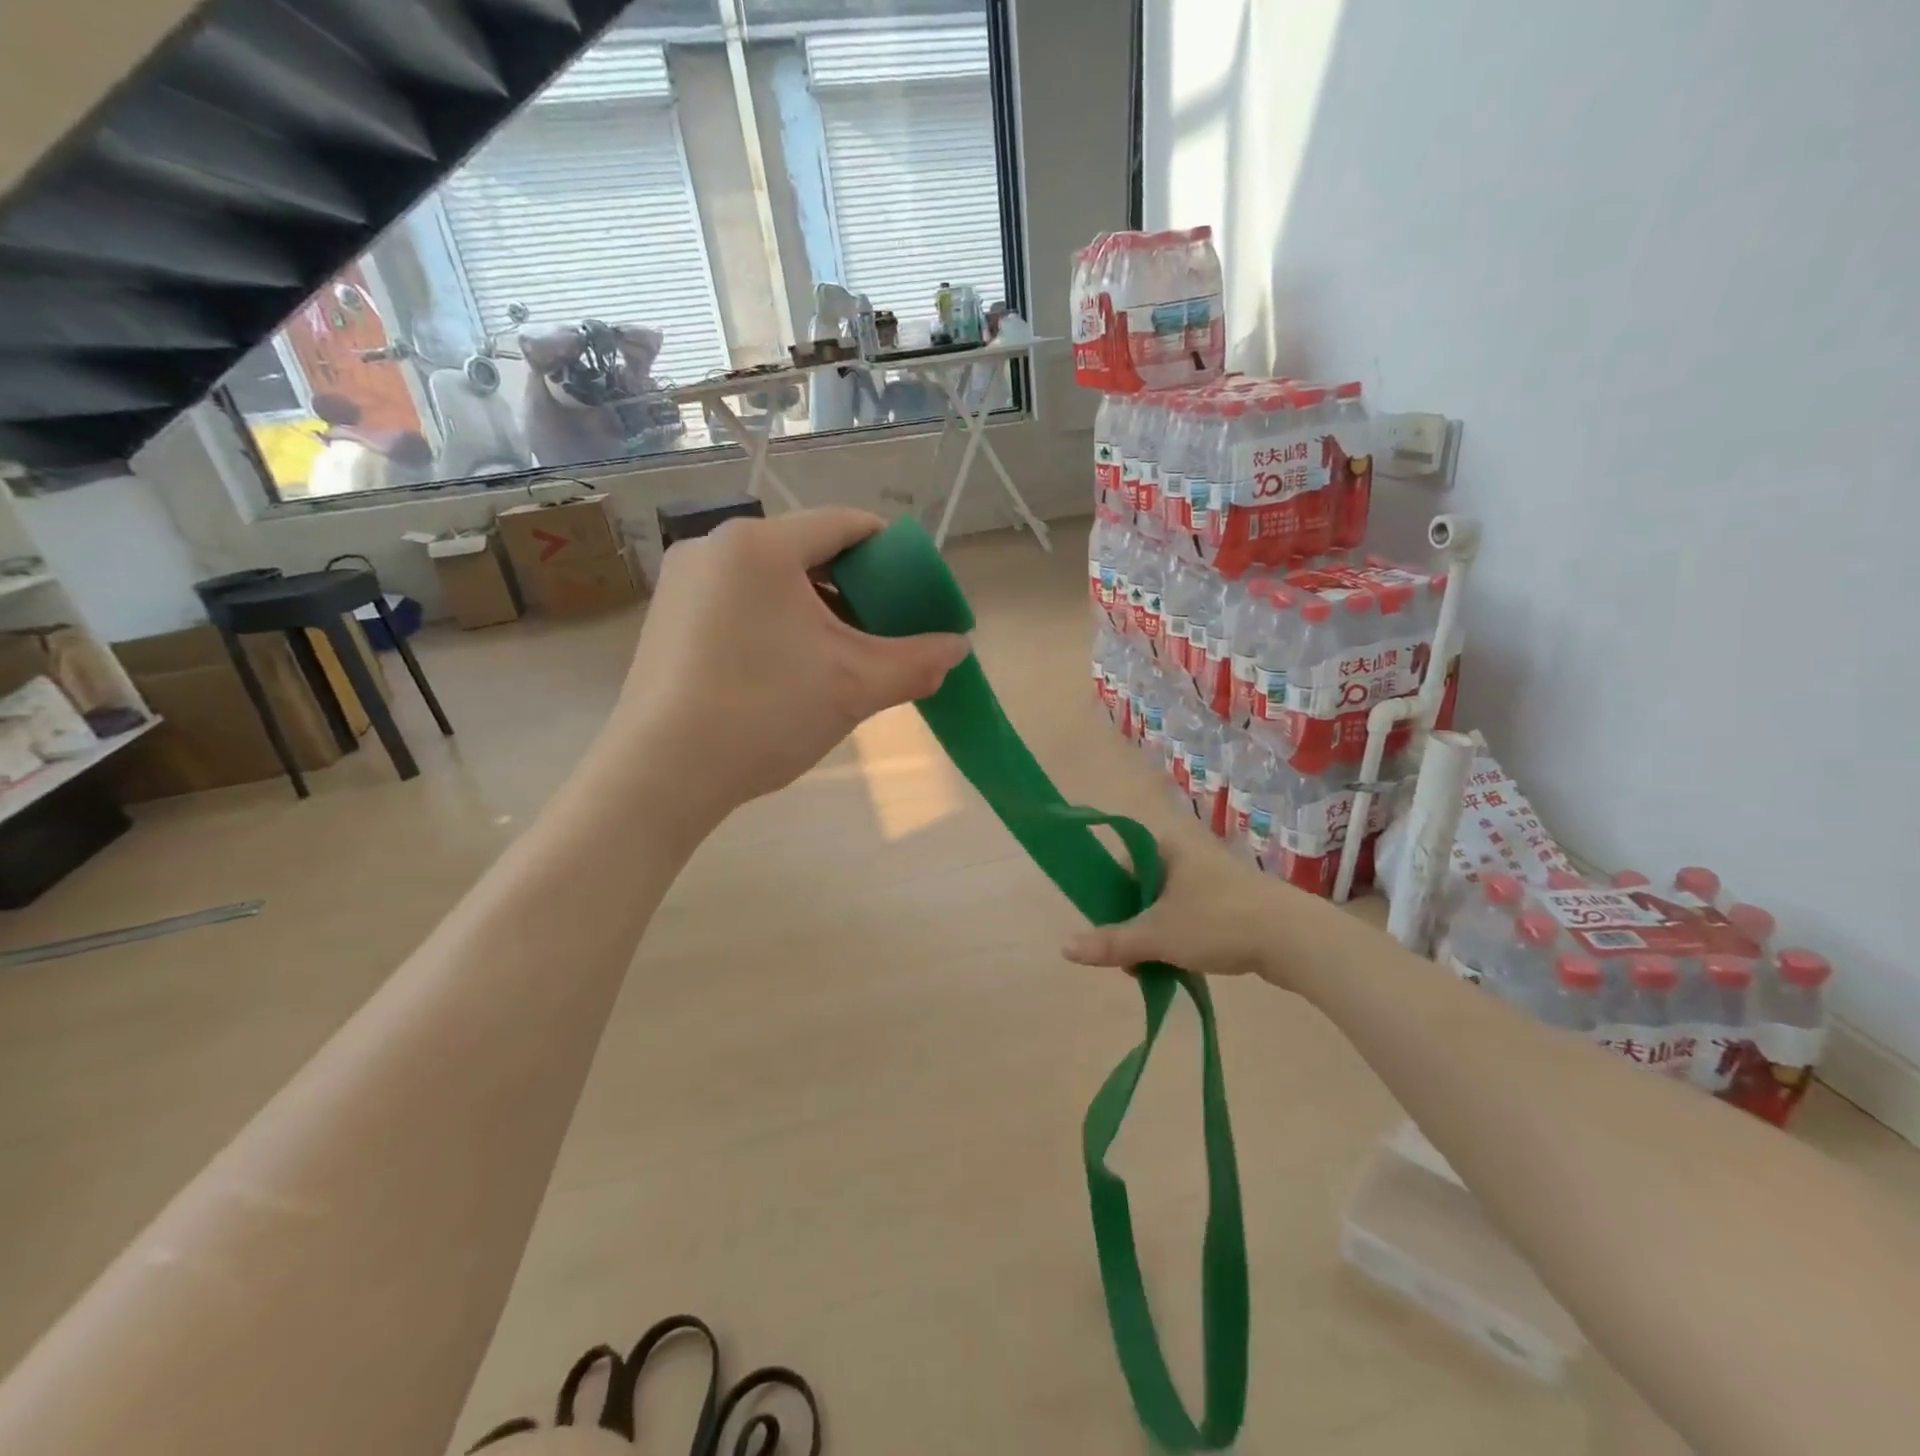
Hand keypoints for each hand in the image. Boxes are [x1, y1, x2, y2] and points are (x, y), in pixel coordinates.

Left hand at [611, 508, 969, 820]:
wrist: (662, 772)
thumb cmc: (766, 712)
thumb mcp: (855, 685)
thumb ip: (916, 661)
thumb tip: (959, 648)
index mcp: (761, 545)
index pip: (845, 524)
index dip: (890, 551)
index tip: (913, 588)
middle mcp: (714, 546)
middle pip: (805, 550)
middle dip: (851, 586)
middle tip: (879, 629)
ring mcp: (682, 581)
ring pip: (769, 578)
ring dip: (812, 606)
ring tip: (836, 653)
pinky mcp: (665, 617)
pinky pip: (736, 600)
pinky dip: (772, 620)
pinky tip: (785, 666)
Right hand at [1060, 835, 1310, 986]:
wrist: (1295, 938)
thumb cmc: (1218, 922)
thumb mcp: (1157, 935)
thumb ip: (1111, 942)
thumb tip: (1064, 948)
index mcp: (1167, 848)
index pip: (1122, 861)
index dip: (1109, 893)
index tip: (1107, 925)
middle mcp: (1189, 856)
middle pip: (1143, 888)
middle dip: (1132, 923)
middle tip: (1129, 957)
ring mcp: (1215, 880)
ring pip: (1168, 906)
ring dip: (1156, 936)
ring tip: (1153, 968)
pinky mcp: (1235, 903)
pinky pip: (1193, 917)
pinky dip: (1182, 939)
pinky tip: (1182, 966)